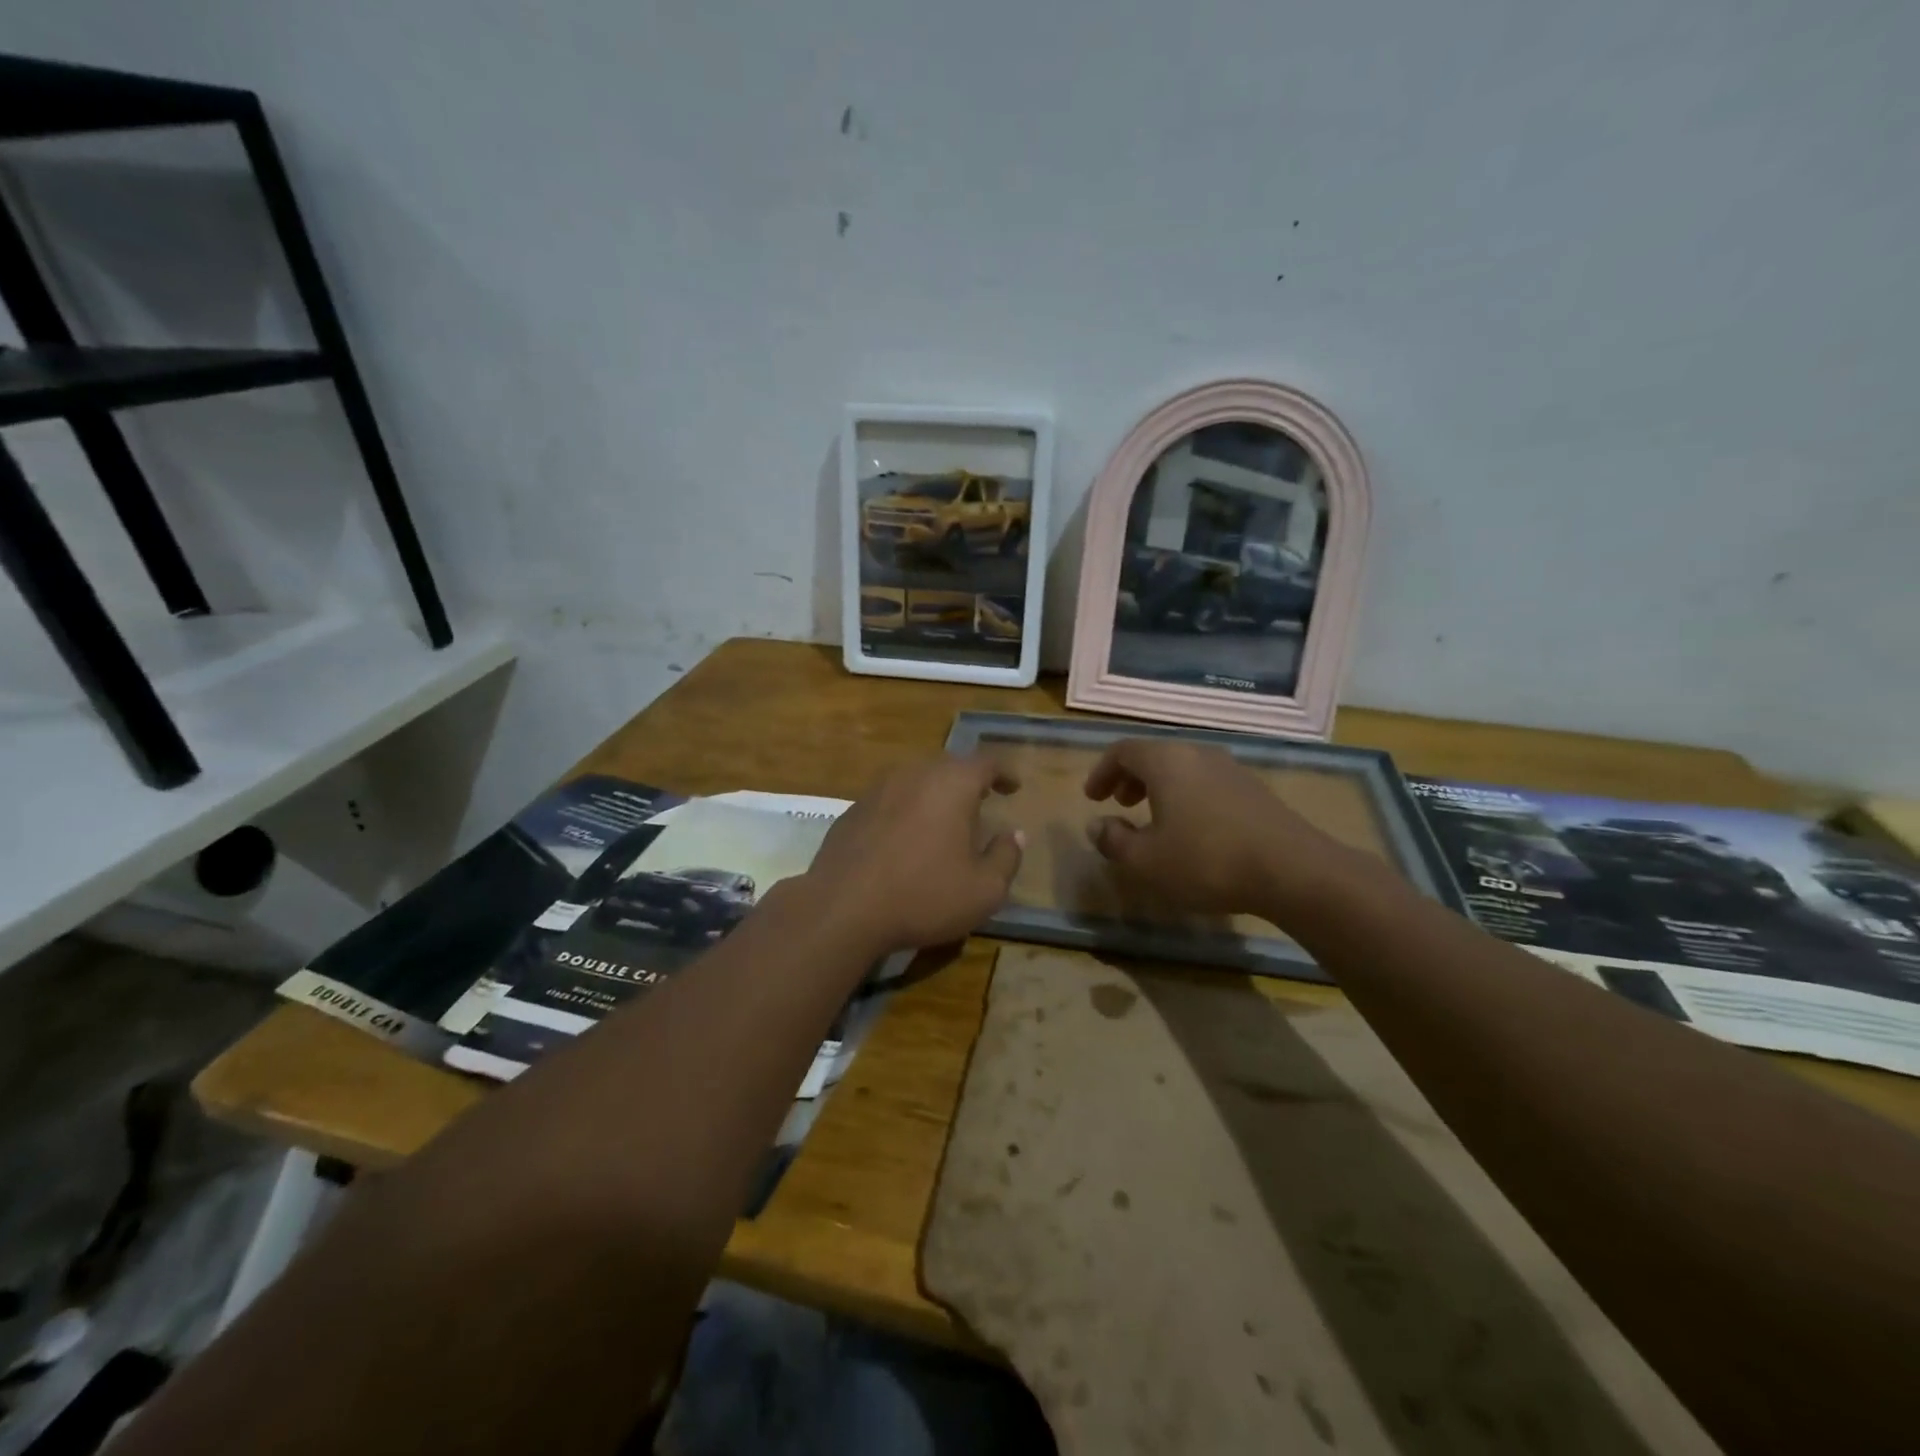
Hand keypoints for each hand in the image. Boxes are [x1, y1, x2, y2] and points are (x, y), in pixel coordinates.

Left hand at [803, 756, 1023, 954]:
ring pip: (916, 780)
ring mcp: (878, 789)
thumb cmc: (923, 896)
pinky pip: (891, 800)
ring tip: (944, 821)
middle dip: (969, 781)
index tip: (1013, 787)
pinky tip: (906, 839)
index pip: (986, 762)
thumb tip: (1014, 835)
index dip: (1004, 772)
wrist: (842, 908)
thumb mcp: (983, 890)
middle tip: (981, 802)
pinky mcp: (853, 810)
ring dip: (935, 795)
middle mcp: (914, 774)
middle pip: (949, 766)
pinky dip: (906, 810)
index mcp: (951, 784)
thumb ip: (1006, 857)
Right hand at [1083, 738, 1351, 918]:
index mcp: (1166, 762)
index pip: (1123, 751)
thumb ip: (1114, 840)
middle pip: (1155, 756)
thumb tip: (1096, 825)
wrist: (1293, 870)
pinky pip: (1207, 782)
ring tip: (1154, 818)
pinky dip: (1187, 796)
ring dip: (1160, 787)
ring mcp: (1231, 769)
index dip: (1102, 771)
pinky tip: (1192, 830)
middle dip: (1131, 777)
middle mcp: (1197, 754)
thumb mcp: (1146, 860)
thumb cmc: (1206, 860)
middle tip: (1119, 802)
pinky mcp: (1254, 789)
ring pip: (1183, 768)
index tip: (1093, 797)